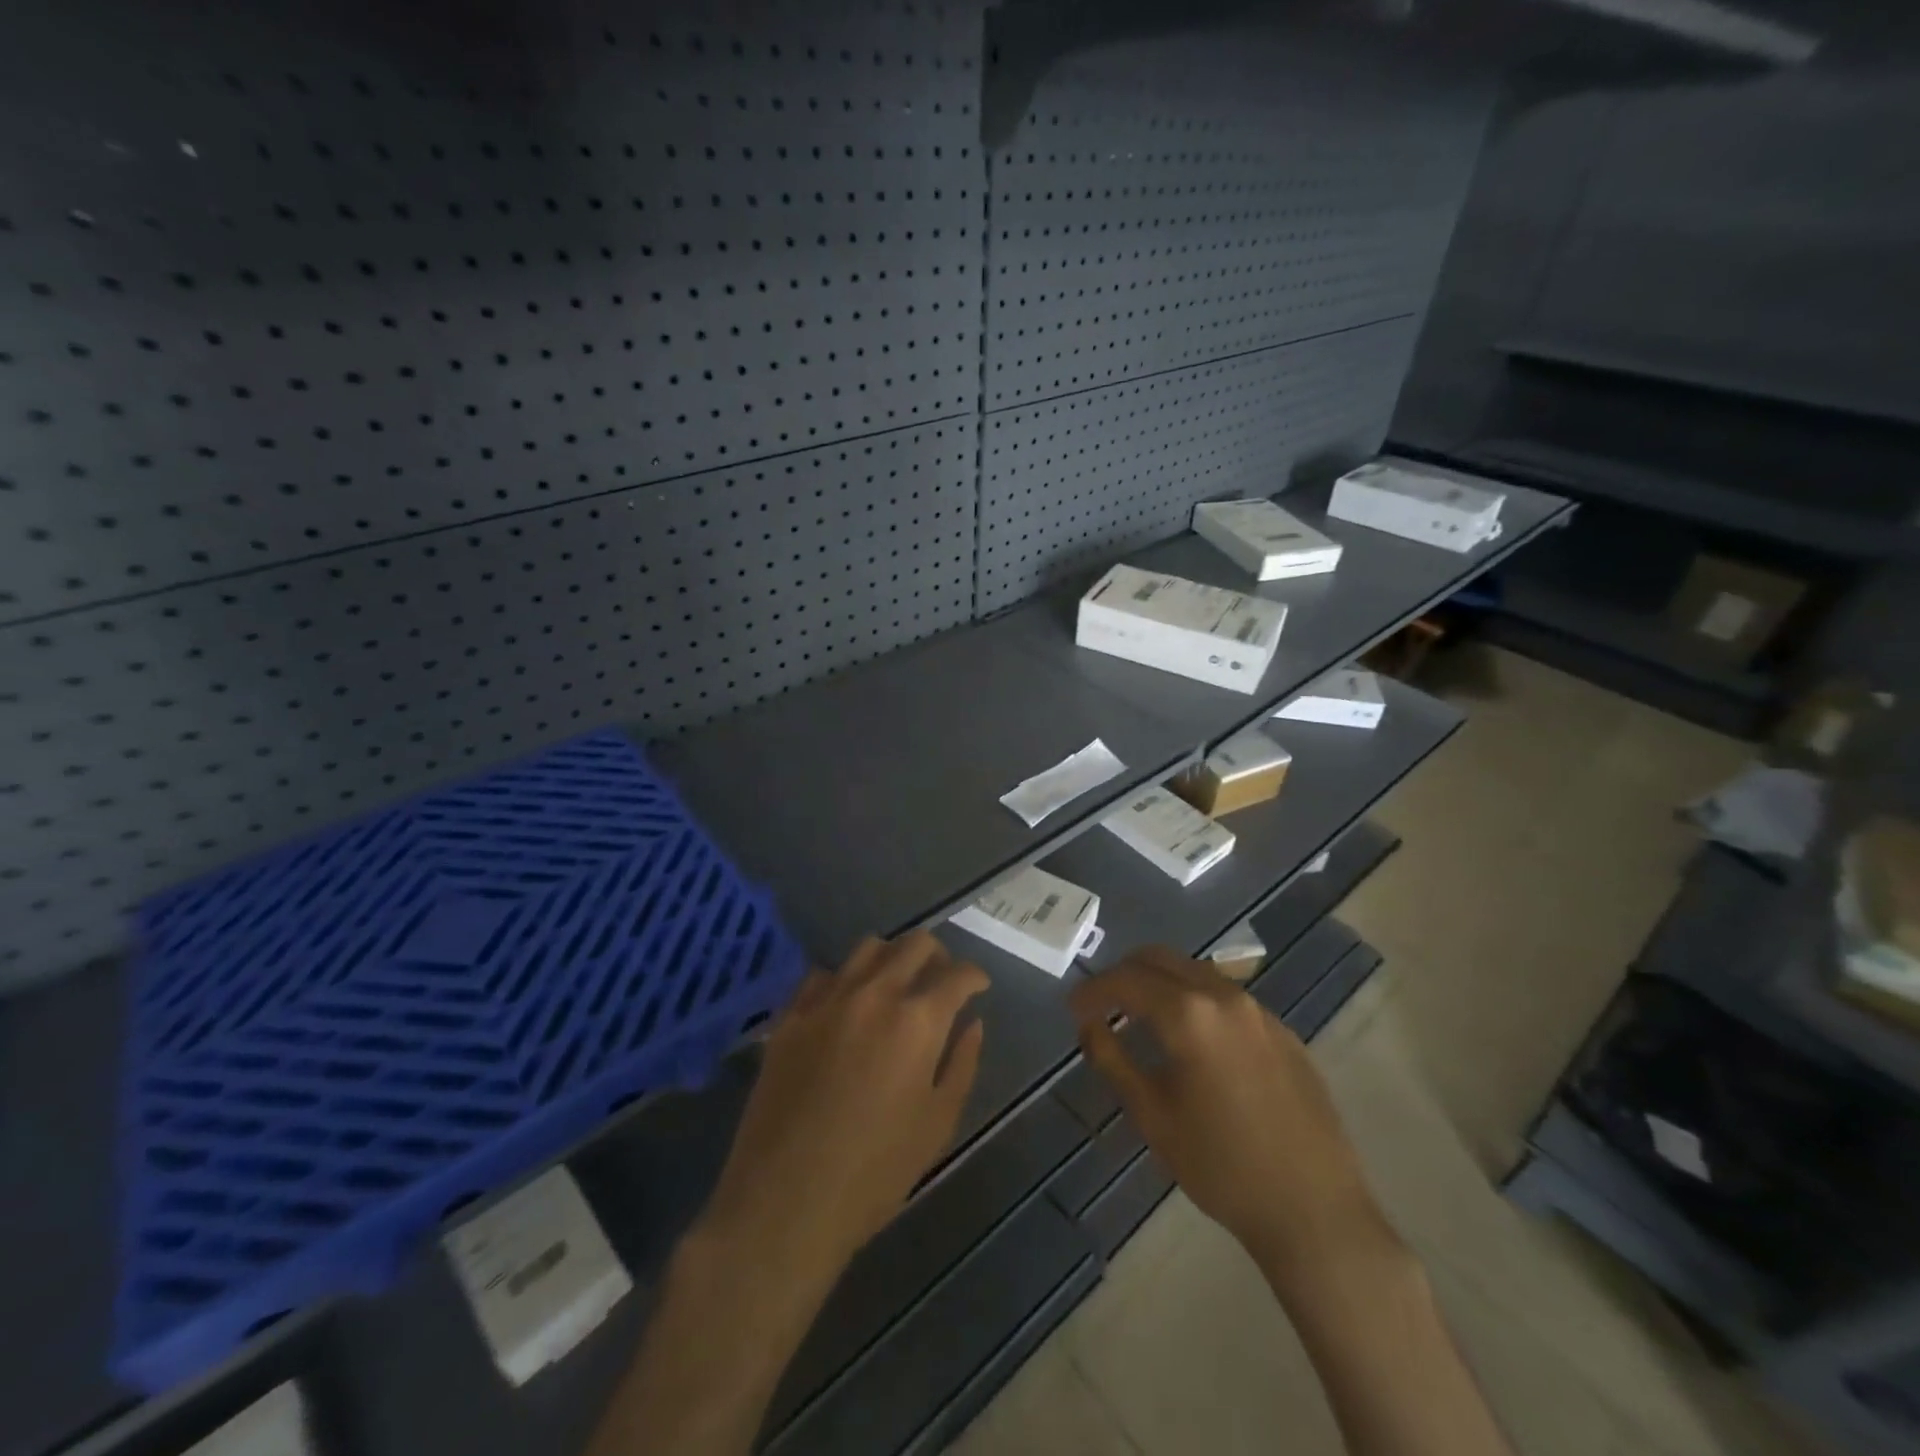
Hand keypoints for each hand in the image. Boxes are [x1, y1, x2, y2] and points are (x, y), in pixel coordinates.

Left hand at [701, 931, 988, 1280]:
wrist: (785, 1202)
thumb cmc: (875, 1173)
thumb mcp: (937, 1124)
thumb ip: (961, 1064)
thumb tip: (973, 1024)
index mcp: (917, 1021)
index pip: (957, 975)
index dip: (975, 976)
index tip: (978, 987)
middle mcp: (875, 994)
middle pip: (914, 944)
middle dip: (938, 955)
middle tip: (941, 980)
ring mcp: (827, 1000)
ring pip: (868, 948)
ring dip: (892, 957)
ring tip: (896, 984)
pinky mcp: (791, 1016)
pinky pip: (823, 975)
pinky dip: (845, 979)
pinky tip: (847, 1005)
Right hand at [1069, 946, 1388, 1281]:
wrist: (1314, 1211)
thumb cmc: (1222, 1166)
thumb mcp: (1152, 1115)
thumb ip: (1112, 1059)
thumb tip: (1089, 1025)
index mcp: (1189, 1014)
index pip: (1126, 980)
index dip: (1093, 990)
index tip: (1073, 1008)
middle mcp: (1224, 996)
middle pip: (1160, 958)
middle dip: (1124, 974)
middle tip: (1102, 1004)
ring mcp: (1259, 1011)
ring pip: (1195, 972)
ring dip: (1160, 983)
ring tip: (1140, 1018)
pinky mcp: (1282, 1031)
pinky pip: (1225, 996)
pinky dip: (1194, 1000)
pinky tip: (1190, 1040)